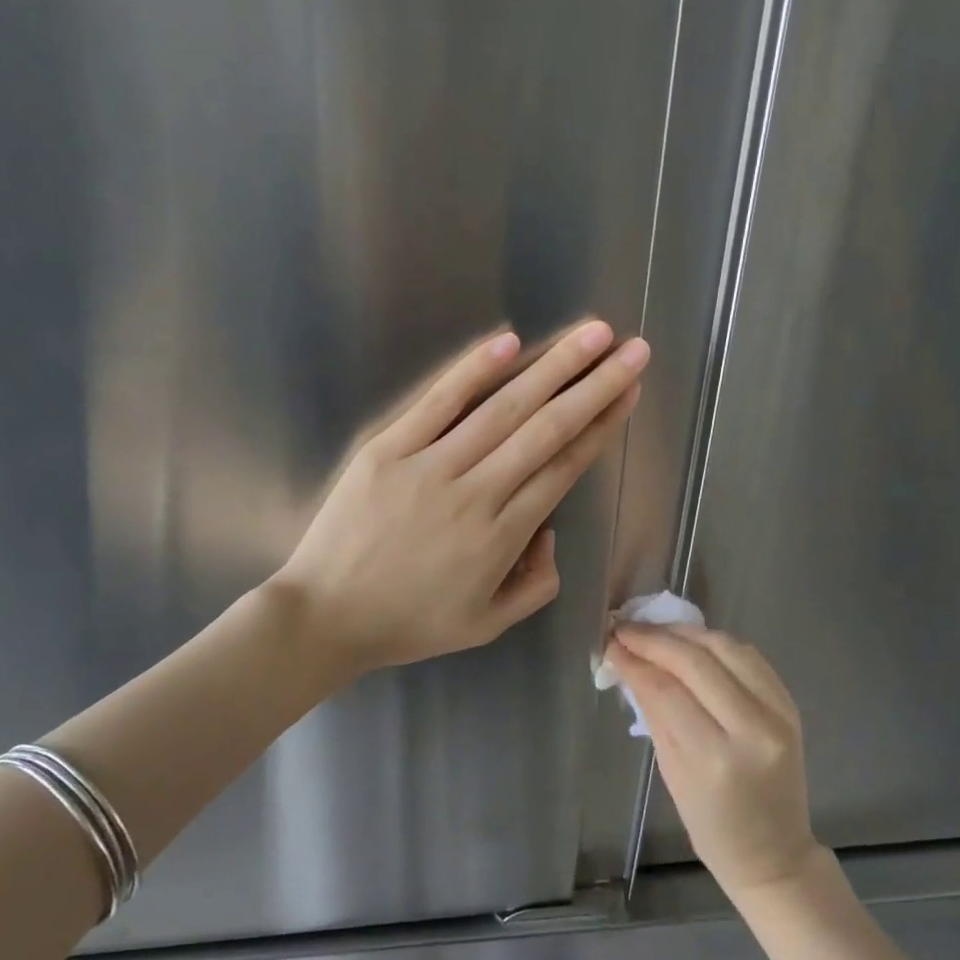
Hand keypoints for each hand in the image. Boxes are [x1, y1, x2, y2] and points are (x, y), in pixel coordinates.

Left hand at [273, 320, 647, 674]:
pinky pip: (436, 404)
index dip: (601, 426)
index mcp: (503, 537)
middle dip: (595, 386)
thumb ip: (537, 584)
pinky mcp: (387, 450)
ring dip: (552, 367)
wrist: (325, 617)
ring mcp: (430, 467)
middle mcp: (476, 494)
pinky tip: (507, 340)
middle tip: (634, 349)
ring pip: (503, 409)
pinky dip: (472, 371)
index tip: (629, 393)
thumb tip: (549, 531)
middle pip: (547, 430)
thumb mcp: (488, 625)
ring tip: (592, 334)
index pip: (563, 468)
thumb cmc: (410, 623)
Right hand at [604, 625, 822, 896]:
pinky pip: (750, 656)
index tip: (610, 642)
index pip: (667, 690)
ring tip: (655, 630)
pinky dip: (716, 643)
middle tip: (625, 628)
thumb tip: (628, 663)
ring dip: (686, 633)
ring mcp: (779, 713)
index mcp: (715, 758)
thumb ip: (654, 712)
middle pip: (697, 661)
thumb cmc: (712, 826)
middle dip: (655, 639)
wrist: (775, 852)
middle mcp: (752, 729)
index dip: (635, 659)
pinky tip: (692, 642)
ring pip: (727, 648)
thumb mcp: (671, 773)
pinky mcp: (790, 704)